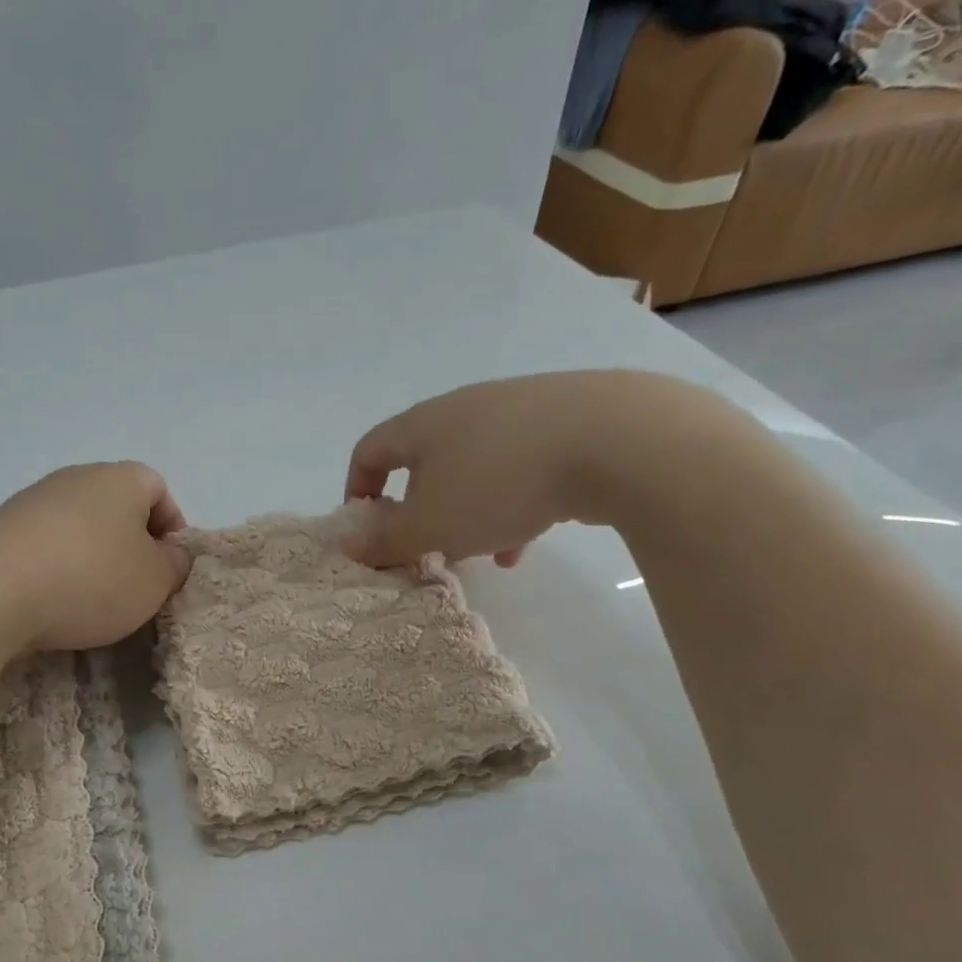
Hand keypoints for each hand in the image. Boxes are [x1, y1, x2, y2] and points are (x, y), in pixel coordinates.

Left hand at [0, 462, 192, 652]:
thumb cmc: (90, 579)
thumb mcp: (154, 581)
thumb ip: (175, 564)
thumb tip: (170, 553)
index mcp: (120, 478)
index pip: (159, 489)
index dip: (172, 528)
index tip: (168, 569)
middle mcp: (74, 478)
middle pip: (116, 508)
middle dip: (129, 548)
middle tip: (133, 590)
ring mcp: (31, 502)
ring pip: (77, 529)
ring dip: (90, 562)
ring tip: (89, 604)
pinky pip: (42, 548)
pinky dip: (54, 572)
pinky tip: (49, 604)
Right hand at [341, 370, 717, 567]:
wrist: (617, 440)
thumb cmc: (499, 483)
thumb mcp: (431, 524)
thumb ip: (384, 539)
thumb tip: (344, 543)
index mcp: (423, 425)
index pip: (370, 450)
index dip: (358, 488)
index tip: (366, 526)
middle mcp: (464, 408)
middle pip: (425, 461)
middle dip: (420, 509)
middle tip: (427, 546)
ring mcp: (517, 410)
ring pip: (475, 469)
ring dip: (467, 512)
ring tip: (480, 553)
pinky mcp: (565, 420)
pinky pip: (520, 468)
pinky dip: (511, 505)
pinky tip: (524, 542)